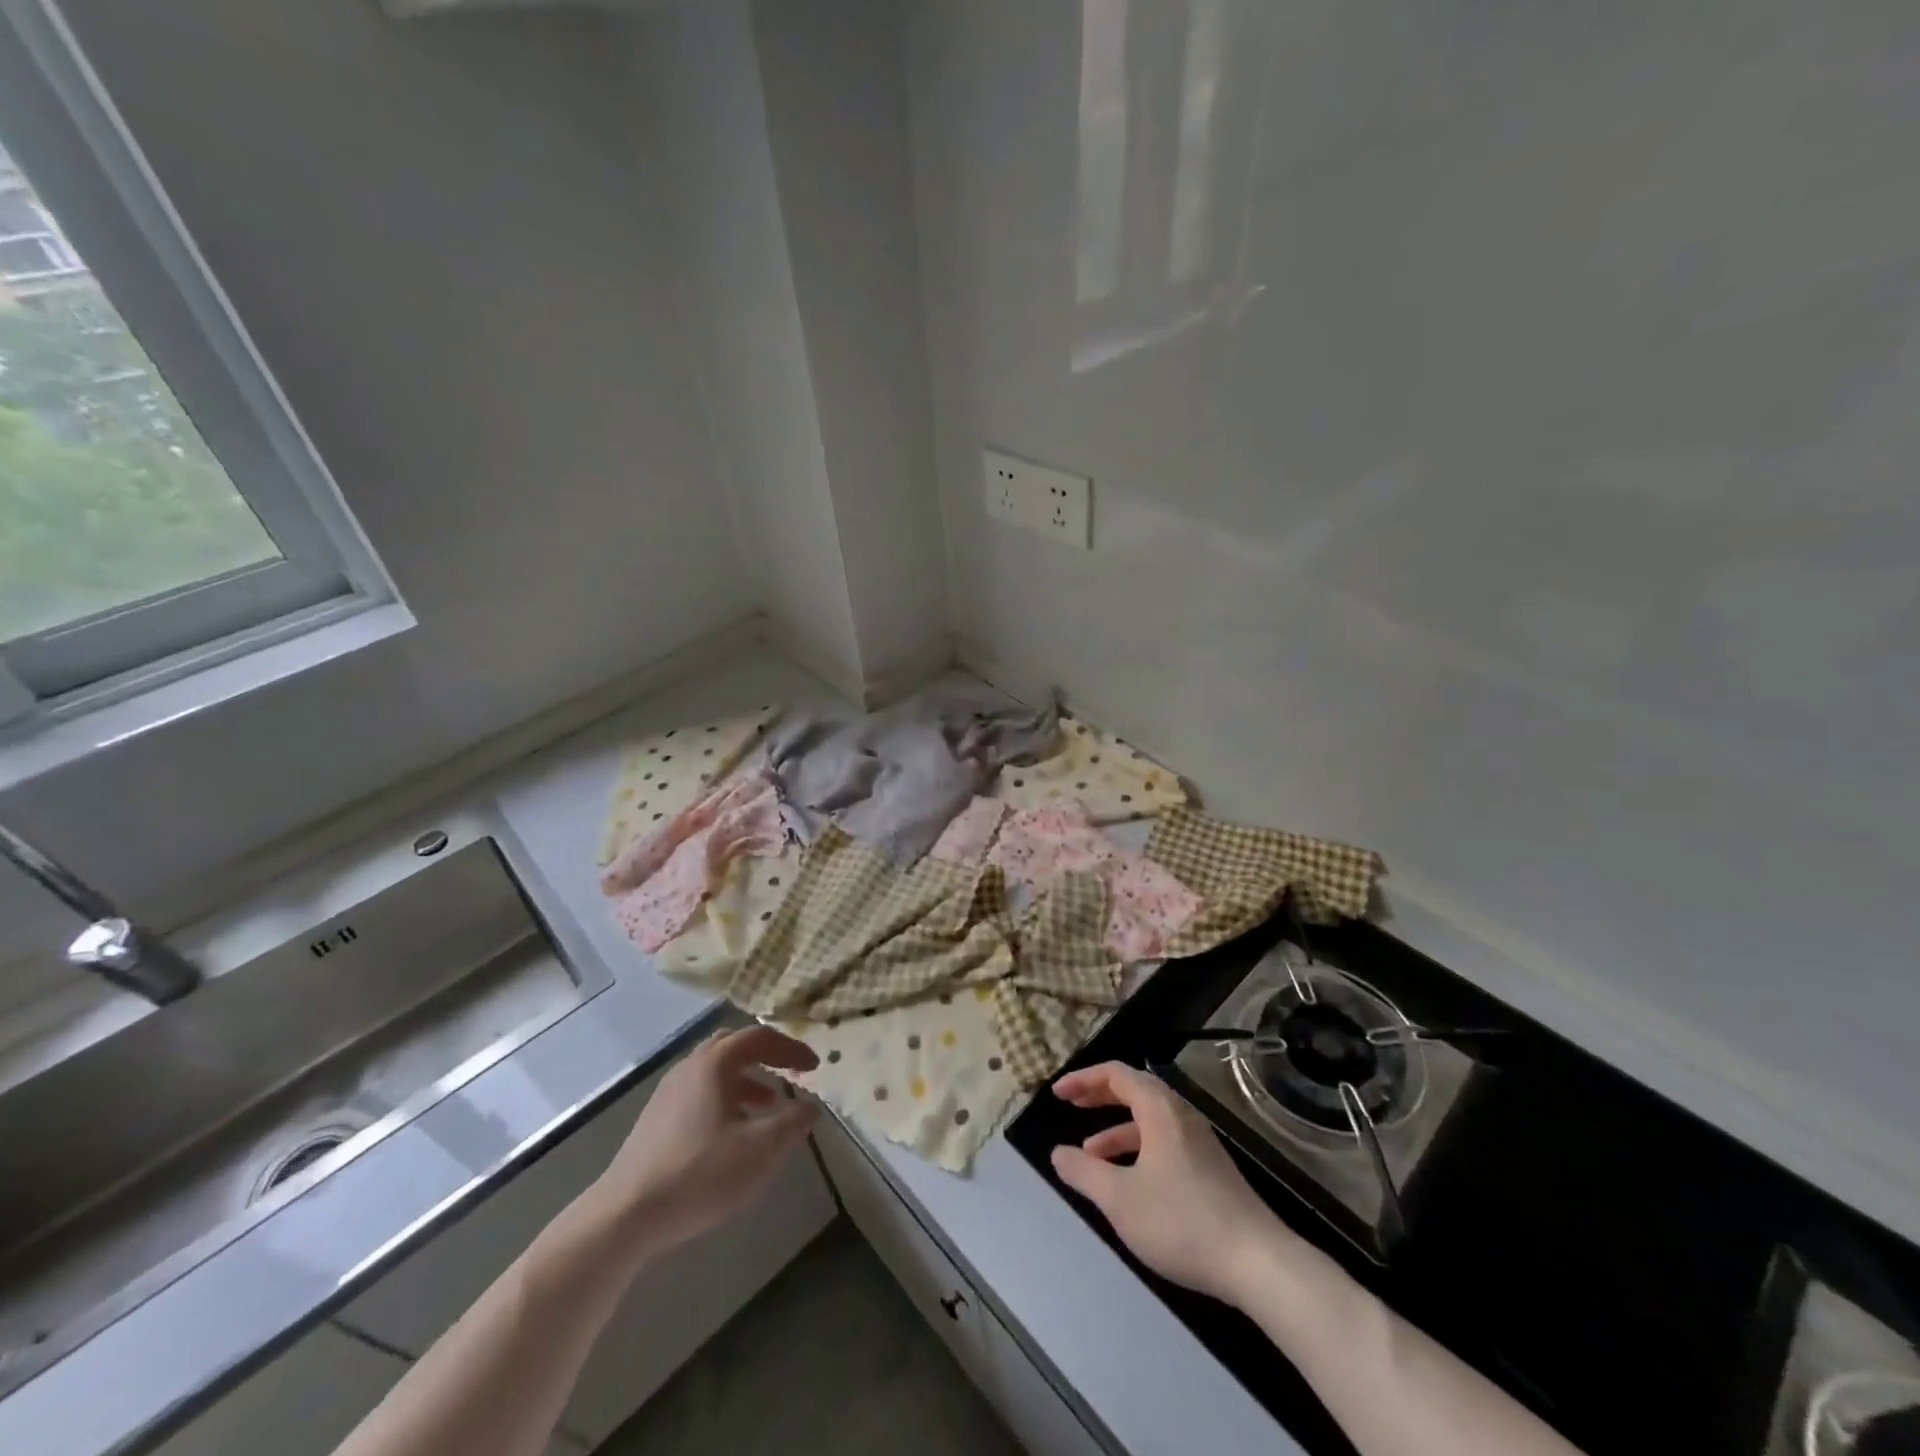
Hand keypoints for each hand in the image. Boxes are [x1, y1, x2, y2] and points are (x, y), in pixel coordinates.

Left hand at [592, 1024, 818, 1263]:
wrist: (624, 1217)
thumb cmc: (699, 1173)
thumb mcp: (760, 1150)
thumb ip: (792, 1123)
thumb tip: (811, 1107)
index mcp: (713, 1064)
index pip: (759, 1038)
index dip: (791, 1048)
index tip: (814, 1067)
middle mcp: (689, 1068)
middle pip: (733, 1045)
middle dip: (766, 1056)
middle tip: (789, 1072)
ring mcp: (667, 1093)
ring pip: (714, 1071)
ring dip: (746, 1079)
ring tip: (768, 1104)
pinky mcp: (655, 1120)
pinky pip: (699, 1092)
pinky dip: (725, 1098)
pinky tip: (732, 1132)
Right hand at [1050, 1062, 1293, 1303]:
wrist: (1259, 1264)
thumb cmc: (1182, 1222)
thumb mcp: (1120, 1199)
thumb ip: (1084, 1173)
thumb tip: (1058, 1153)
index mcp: (1160, 1110)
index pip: (1117, 1074)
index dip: (1084, 1079)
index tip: (1058, 1094)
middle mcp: (1182, 1116)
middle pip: (1135, 1091)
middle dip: (1100, 1096)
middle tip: (1072, 1105)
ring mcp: (1200, 1144)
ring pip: (1150, 1121)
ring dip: (1117, 1129)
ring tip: (1091, 1154)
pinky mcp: (1211, 1171)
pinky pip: (1165, 1142)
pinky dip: (1139, 1150)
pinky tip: (1129, 1183)